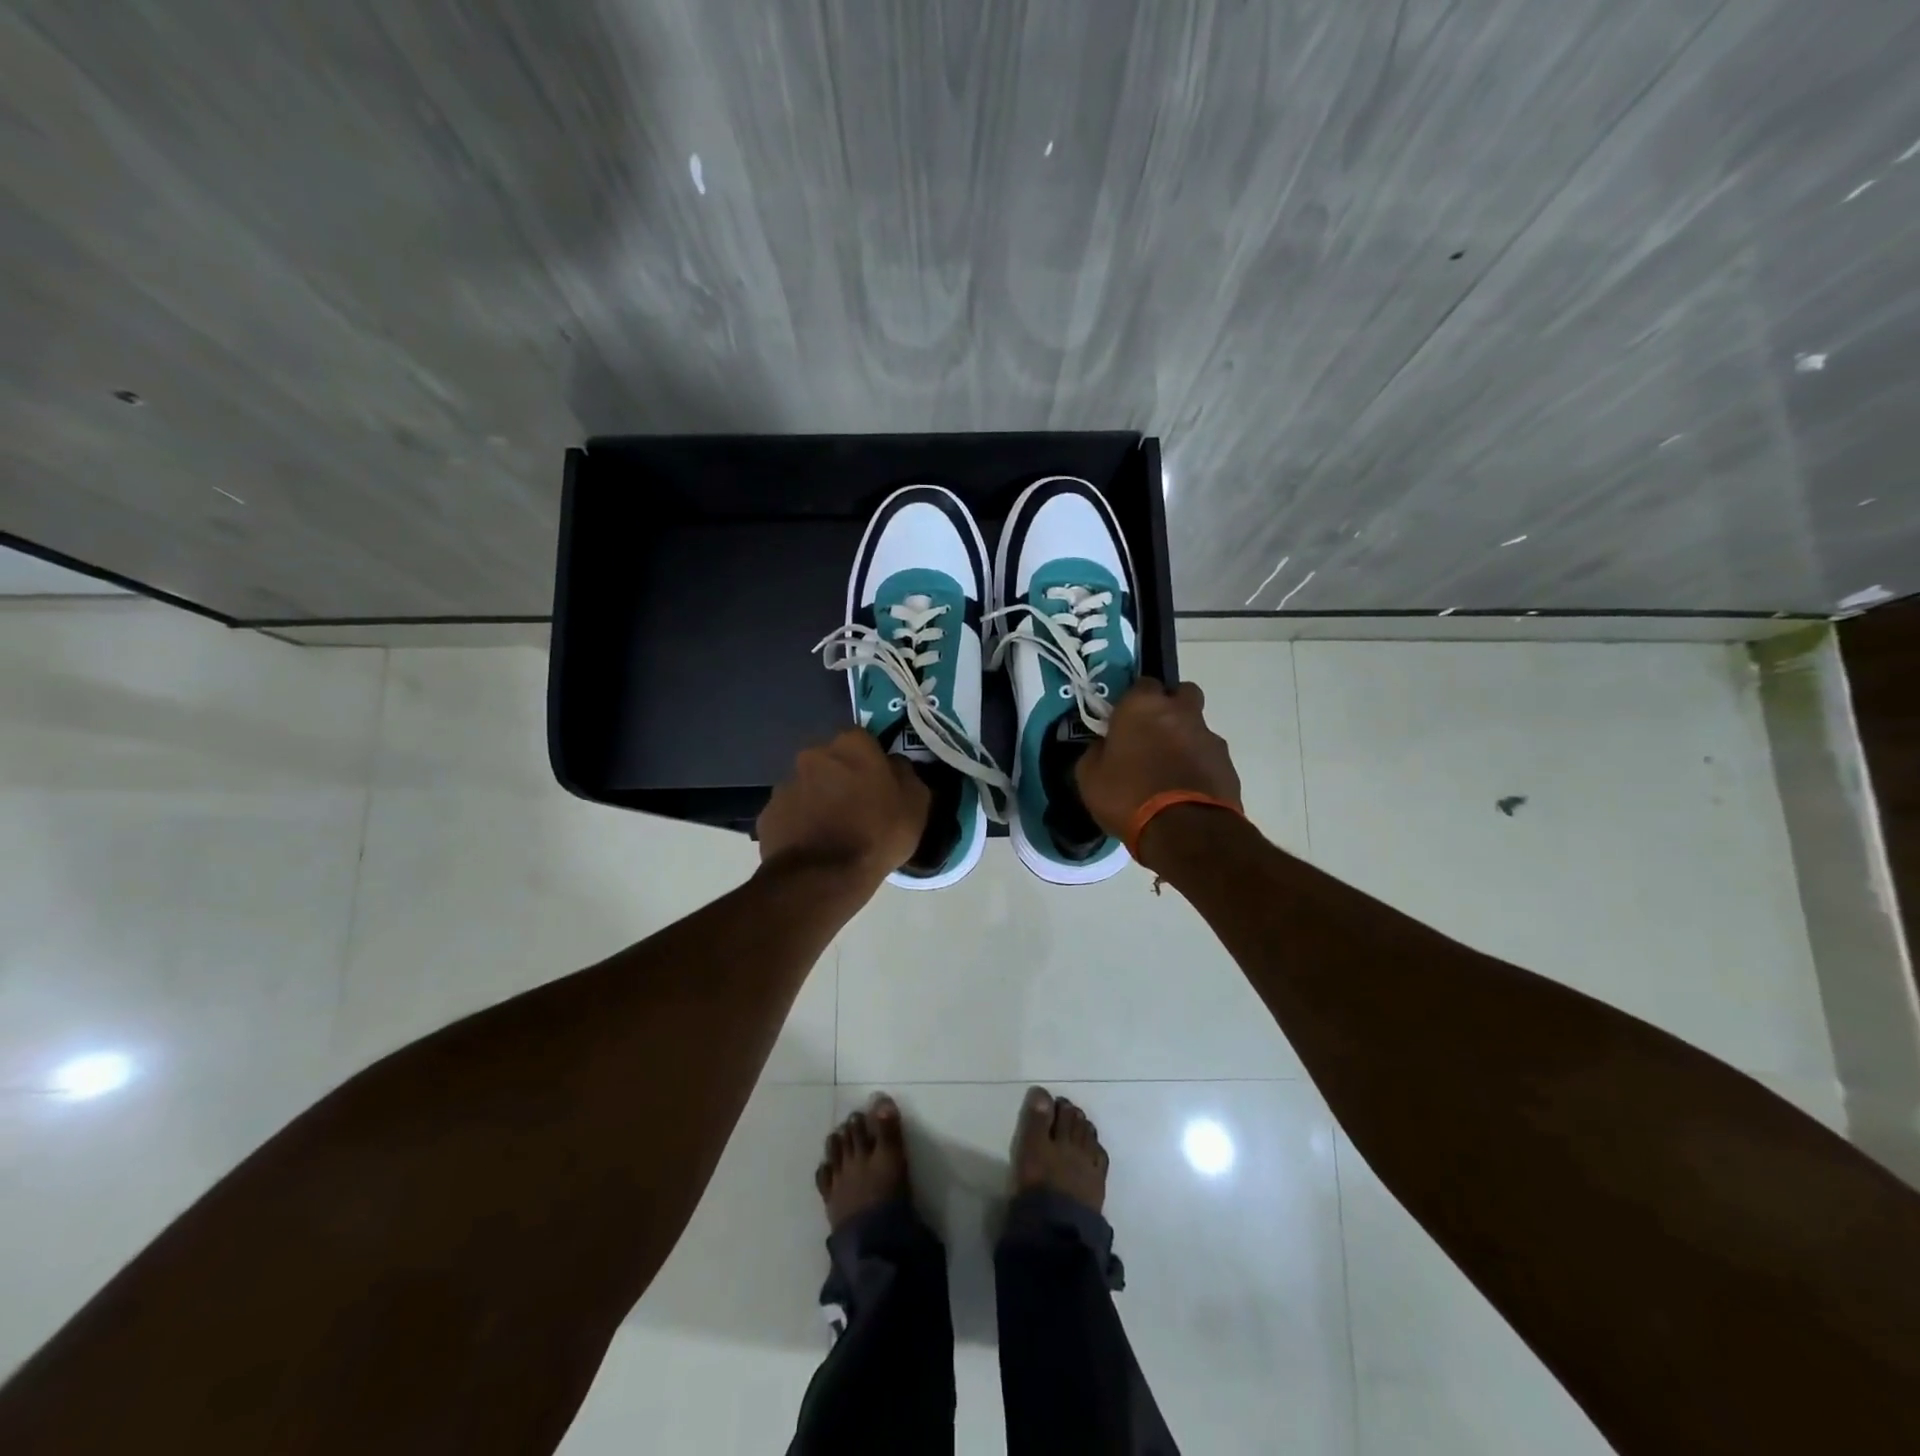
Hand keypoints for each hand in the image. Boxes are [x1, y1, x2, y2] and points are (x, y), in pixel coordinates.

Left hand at [757, 730, 929, 890]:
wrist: (824, 876)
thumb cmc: (878, 833)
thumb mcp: (915, 803)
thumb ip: (905, 774)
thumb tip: (894, 765)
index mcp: (851, 744)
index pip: (863, 740)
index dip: (871, 761)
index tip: (879, 783)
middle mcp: (813, 755)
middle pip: (831, 761)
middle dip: (841, 777)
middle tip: (856, 807)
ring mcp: (785, 784)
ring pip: (808, 786)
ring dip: (819, 800)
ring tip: (833, 831)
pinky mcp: (767, 814)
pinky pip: (790, 813)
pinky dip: (800, 823)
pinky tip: (813, 846)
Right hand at [1076, 678, 1242, 860]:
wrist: (1185, 831)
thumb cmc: (1128, 796)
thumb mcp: (1090, 778)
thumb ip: (1095, 752)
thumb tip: (1103, 746)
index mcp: (1143, 706)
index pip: (1142, 683)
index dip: (1133, 700)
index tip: (1124, 721)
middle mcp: (1180, 712)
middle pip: (1181, 693)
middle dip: (1170, 707)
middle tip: (1152, 734)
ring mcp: (1209, 737)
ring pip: (1197, 726)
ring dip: (1185, 739)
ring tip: (1169, 771)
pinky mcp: (1227, 764)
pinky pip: (1209, 756)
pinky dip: (1199, 766)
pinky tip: (1185, 790)